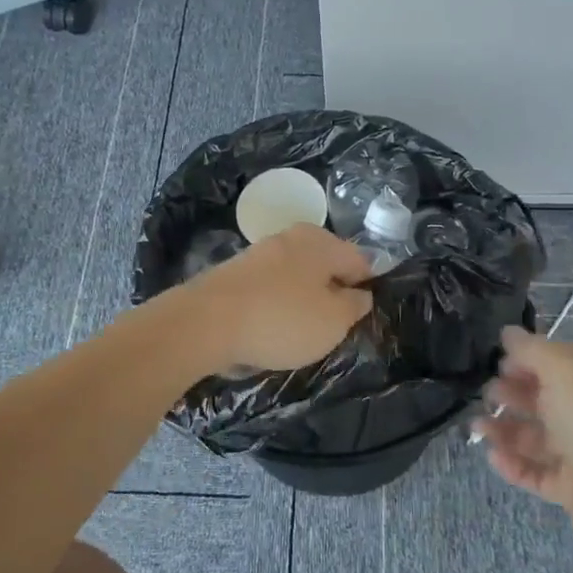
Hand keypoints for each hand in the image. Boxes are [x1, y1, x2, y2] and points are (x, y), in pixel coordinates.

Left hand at [181, 223, 373, 373]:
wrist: (206, 322)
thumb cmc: (282, 320)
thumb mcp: (333, 321)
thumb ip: (354, 306)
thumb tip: (360, 294)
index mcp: (322, 241)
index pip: (360, 261)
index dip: (367, 289)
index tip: (362, 318)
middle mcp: (292, 237)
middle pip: (325, 266)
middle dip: (332, 294)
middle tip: (333, 329)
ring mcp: (260, 253)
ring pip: (296, 277)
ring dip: (302, 302)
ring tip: (300, 335)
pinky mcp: (235, 273)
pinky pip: (269, 290)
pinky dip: (275, 307)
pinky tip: (270, 331)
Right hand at [471, 327, 572, 558]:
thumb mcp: (564, 371)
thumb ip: (532, 349)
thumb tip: (509, 332)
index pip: (560, 358)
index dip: (527, 358)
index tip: (498, 363)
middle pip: (546, 396)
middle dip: (512, 393)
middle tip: (486, 395)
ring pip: (537, 436)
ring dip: (505, 429)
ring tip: (477, 428)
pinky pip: (538, 472)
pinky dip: (515, 464)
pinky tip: (492, 456)